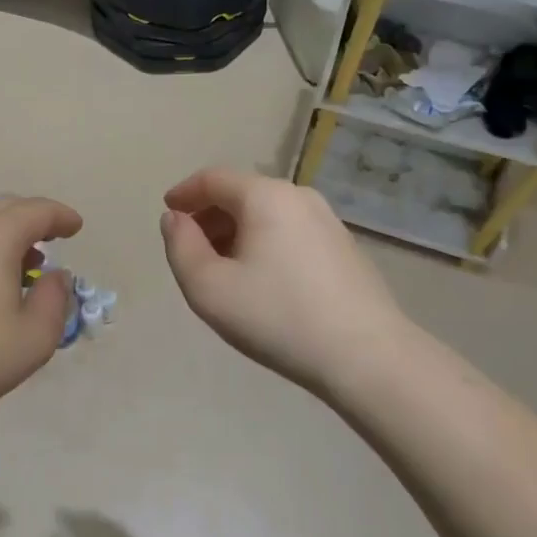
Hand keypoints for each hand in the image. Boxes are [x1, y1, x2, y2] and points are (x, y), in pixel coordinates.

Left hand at [0, 195, 81, 426]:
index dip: (62, 217)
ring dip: (7, 234)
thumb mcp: (34, 338)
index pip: (38, 211)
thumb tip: (55, 277)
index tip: (76, 228)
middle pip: (6, 207)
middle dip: (34, 219)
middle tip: (52, 239)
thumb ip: (55, 300)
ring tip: (23, 266)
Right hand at [160, 167, 409, 396]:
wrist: (367, 357)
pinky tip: (263, 281)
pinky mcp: (344, 247)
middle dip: (210, 216)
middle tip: (192, 250)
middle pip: (241, 193)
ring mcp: (328, 221)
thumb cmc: (277, 317)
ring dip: (237, 232)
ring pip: (267, 213)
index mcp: (265, 196)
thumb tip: (176, 219)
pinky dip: (265, 243)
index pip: (213, 179)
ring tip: (223, 270)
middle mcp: (299, 196)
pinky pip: (290, 231)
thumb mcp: (208, 288)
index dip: (184, 193)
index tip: (168, 214)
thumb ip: (180, 247)